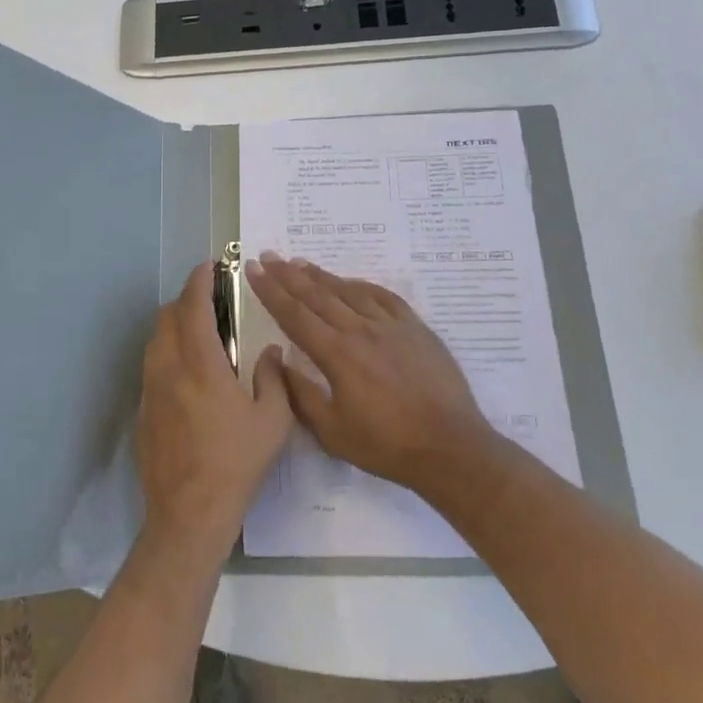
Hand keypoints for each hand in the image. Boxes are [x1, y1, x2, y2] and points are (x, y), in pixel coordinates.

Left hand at [137, 262, 295, 558]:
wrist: (188, 513)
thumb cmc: (235, 463)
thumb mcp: (272, 421)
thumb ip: (273, 378)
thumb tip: (269, 352)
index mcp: (200, 364)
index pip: (193, 307)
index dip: (199, 281)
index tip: (208, 266)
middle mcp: (168, 368)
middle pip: (166, 317)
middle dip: (186, 300)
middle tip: (210, 301)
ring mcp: (149, 390)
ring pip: (155, 341)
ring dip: (173, 326)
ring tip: (199, 334)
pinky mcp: (142, 412)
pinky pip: (151, 368)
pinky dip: (167, 355)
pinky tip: (187, 376)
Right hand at [245, 253, 497, 496]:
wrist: (450, 447)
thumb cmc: (386, 445)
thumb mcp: (332, 431)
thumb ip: (301, 395)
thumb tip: (280, 361)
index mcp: (336, 354)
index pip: (294, 315)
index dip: (270, 291)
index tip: (253, 269)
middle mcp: (360, 330)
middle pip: (317, 295)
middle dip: (288, 274)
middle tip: (268, 256)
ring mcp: (391, 326)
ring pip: (348, 291)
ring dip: (321, 276)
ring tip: (300, 262)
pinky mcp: (416, 328)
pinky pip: (383, 297)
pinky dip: (361, 286)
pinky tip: (351, 282)